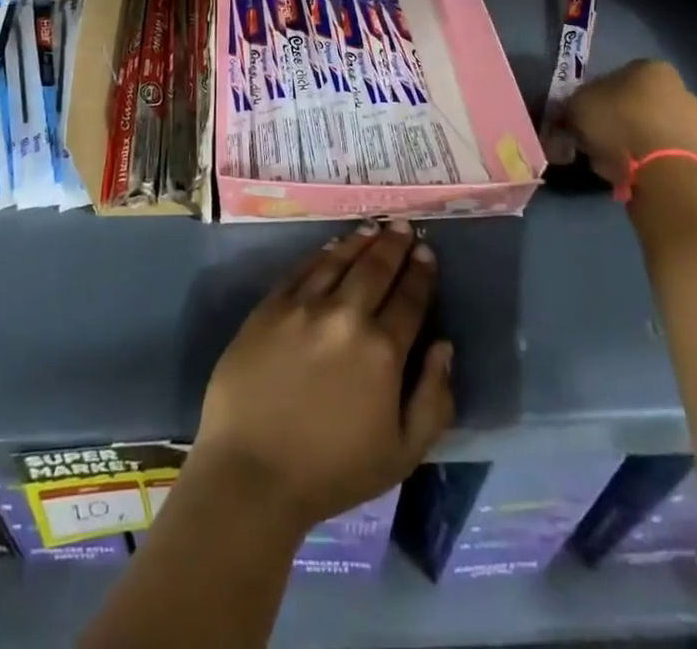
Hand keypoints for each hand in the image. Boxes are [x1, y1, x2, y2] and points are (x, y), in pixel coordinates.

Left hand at [193, 220, 453, 533]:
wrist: (252, 471)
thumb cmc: (332, 470)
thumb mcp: (403, 453)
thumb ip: (434, 398)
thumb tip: (444, 347)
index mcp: (382, 351)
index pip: (409, 299)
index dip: (420, 272)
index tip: (426, 251)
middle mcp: (345, 316)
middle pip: (375, 269)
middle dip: (393, 245)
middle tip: (402, 226)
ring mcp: (304, 306)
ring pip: (339, 260)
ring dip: (360, 241)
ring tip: (373, 227)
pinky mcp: (270, 306)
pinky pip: (302, 269)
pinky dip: (322, 253)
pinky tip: (332, 246)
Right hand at [561, 58, 696, 191]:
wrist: (665, 173)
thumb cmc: (619, 124)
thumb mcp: (577, 106)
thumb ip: (571, 105)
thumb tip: (570, 112)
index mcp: (652, 68)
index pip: (617, 76)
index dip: (596, 96)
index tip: (585, 116)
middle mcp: (681, 88)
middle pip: (638, 101)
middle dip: (619, 117)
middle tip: (596, 137)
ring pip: (652, 126)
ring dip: (634, 139)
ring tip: (612, 160)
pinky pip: (665, 150)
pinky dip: (649, 158)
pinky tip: (631, 171)